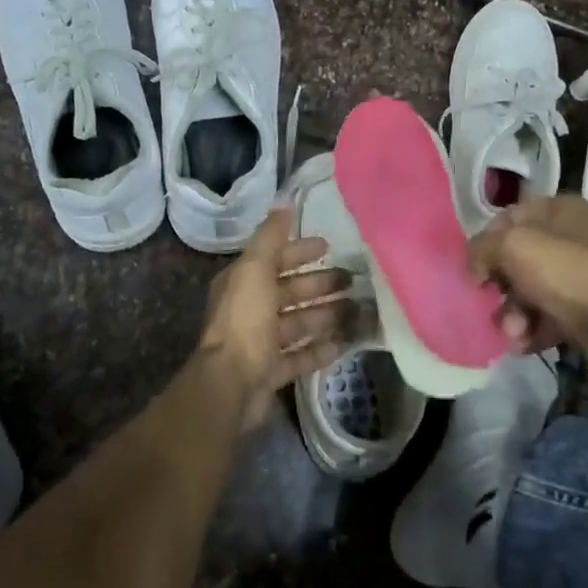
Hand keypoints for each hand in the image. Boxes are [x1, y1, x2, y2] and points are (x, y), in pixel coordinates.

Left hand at [198, 208, 352, 425]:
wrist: (230, 383)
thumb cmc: (244, 321)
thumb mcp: (255, 269)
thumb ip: (270, 238)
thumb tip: (284, 204)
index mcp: (242, 283)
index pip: (274, 260)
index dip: (299, 251)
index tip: (328, 246)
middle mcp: (249, 310)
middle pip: (289, 292)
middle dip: (319, 284)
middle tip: (352, 280)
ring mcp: (260, 343)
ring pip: (298, 324)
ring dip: (325, 315)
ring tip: (357, 309)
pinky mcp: (271, 371)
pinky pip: (300, 356)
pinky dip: (321, 349)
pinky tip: (345, 343)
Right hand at [469, 196, 587, 367]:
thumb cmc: (563, 271)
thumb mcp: (511, 245)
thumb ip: (481, 249)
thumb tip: (474, 268)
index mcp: (559, 209)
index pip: (508, 219)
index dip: (487, 243)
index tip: (475, 269)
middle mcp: (571, 237)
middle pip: (517, 260)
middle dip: (500, 288)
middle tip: (492, 304)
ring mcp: (579, 274)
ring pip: (529, 291)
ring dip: (513, 315)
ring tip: (514, 332)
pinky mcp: (584, 309)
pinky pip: (546, 315)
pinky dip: (532, 330)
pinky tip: (525, 343)